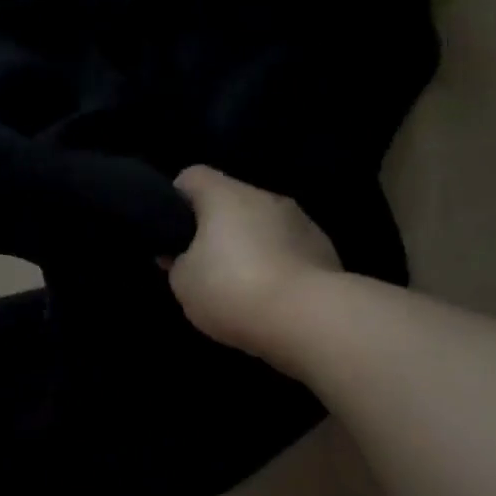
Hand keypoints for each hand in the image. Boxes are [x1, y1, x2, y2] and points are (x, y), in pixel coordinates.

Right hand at [166, 166, 342, 358]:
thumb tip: (181, 255)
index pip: (192, 176)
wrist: (308, 318)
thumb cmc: (232, 290)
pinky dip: (276, 263)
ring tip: (241, 285)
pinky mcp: (324, 248)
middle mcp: (264, 197)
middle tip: (202, 265)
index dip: (176, 198)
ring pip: (262, 224)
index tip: (172, 231)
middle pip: (230, 201)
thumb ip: (176, 262)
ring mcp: (300, 220)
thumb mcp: (183, 282)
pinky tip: (270, 295)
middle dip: (215, 228)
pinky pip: (288, 247)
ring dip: (249, 245)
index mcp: (225, 196)